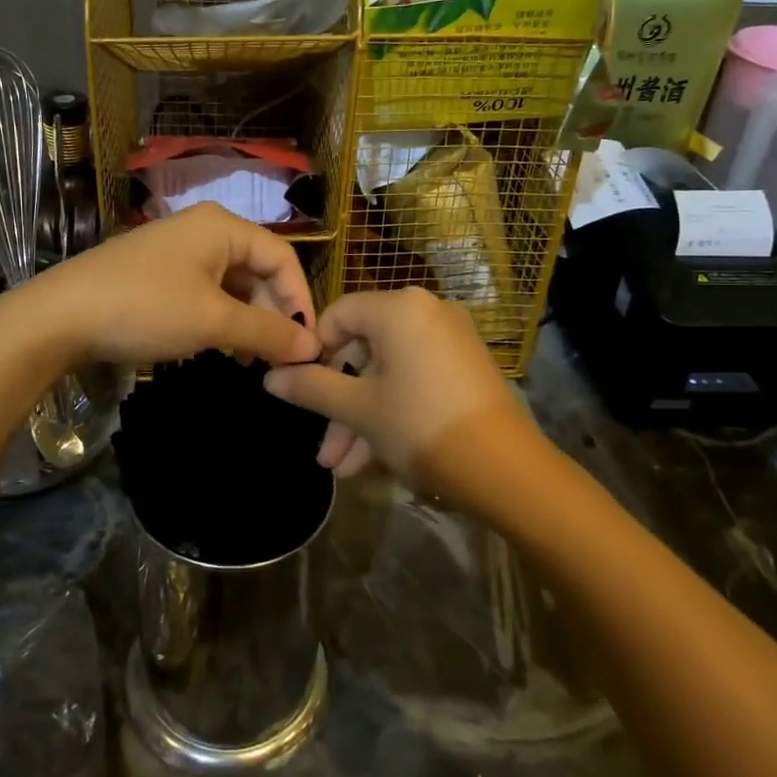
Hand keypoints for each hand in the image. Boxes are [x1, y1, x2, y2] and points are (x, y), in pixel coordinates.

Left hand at [31, 203, 320, 369]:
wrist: (59, 316)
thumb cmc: (146, 308)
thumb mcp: (213, 322)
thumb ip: (267, 332)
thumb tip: (312, 347)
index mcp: (223, 226)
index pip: (283, 258)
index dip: (301, 302)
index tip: (308, 346)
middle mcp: (204, 229)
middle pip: (258, 270)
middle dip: (272, 314)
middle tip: (276, 359)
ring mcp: (177, 251)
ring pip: (232, 285)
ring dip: (247, 321)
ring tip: (249, 360)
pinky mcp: (157, 273)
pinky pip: (205, 292)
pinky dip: (219, 319)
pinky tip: (218, 348)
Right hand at [262, 288, 529, 500]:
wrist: (505, 469)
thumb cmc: (420, 426)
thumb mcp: (359, 409)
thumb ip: (311, 388)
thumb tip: (270, 378)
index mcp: (399, 307)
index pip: (338, 315)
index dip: (314, 353)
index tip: (301, 391)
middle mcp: (427, 311)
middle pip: (364, 350)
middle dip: (339, 403)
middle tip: (324, 448)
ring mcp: (451, 339)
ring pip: (389, 373)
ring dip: (362, 418)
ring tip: (343, 469)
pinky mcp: (467, 367)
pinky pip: (415, 380)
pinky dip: (392, 411)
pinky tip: (373, 460)